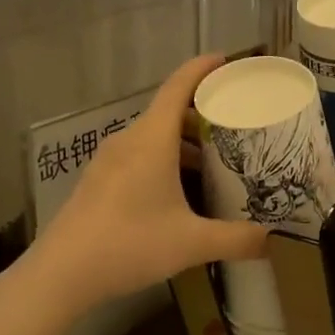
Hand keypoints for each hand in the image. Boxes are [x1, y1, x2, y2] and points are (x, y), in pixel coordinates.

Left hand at [28, 56, 268, 312]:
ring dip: (185, 144)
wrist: (61, 274)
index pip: (179, 87)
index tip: (227, 60)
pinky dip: (165, 161)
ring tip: (216, 163)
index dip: (203, 69)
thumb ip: (237, 239)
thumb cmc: (130, 244)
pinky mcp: (99, 182)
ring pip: (154, 138)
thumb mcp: (192, 243)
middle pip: (169, 112)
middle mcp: (129, 141)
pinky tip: (181, 194)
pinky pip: (139, 157)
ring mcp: (109, 162)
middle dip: (204, 114)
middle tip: (238, 124)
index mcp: (152, 140)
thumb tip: (274, 241)